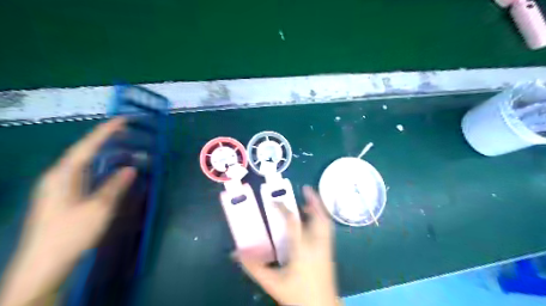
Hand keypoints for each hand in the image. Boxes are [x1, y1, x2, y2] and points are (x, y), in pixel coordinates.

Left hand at [0, 119, 135, 305]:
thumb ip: (115, 186)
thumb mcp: (99, 209)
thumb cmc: (71, 234)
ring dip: (100, 151)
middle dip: (103, 138)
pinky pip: (82, 173)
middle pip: (82, 151)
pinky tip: (105, 167)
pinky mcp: (61, 196)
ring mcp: (57, 187)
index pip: (87, 146)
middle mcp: (57, 177)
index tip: (122, 120)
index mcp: (63, 176)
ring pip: (81, 162)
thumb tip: (129, 168)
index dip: (105, 132)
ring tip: (119, 144)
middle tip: (125, 130)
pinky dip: (96, 165)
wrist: (44, 264)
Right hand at [236, 187, 339, 304]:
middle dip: (314, 200)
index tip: (272, 200)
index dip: (282, 208)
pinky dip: (321, 219)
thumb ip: (254, 267)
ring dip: (319, 208)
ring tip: (310, 201)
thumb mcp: (273, 283)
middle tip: (306, 188)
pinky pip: (327, 229)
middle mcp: (317, 244)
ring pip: (326, 221)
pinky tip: (314, 220)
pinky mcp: (330, 251)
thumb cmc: (298, 295)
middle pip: (319, 216)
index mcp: (302, 249)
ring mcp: (326, 247)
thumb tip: (236, 254)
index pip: (292, 222)